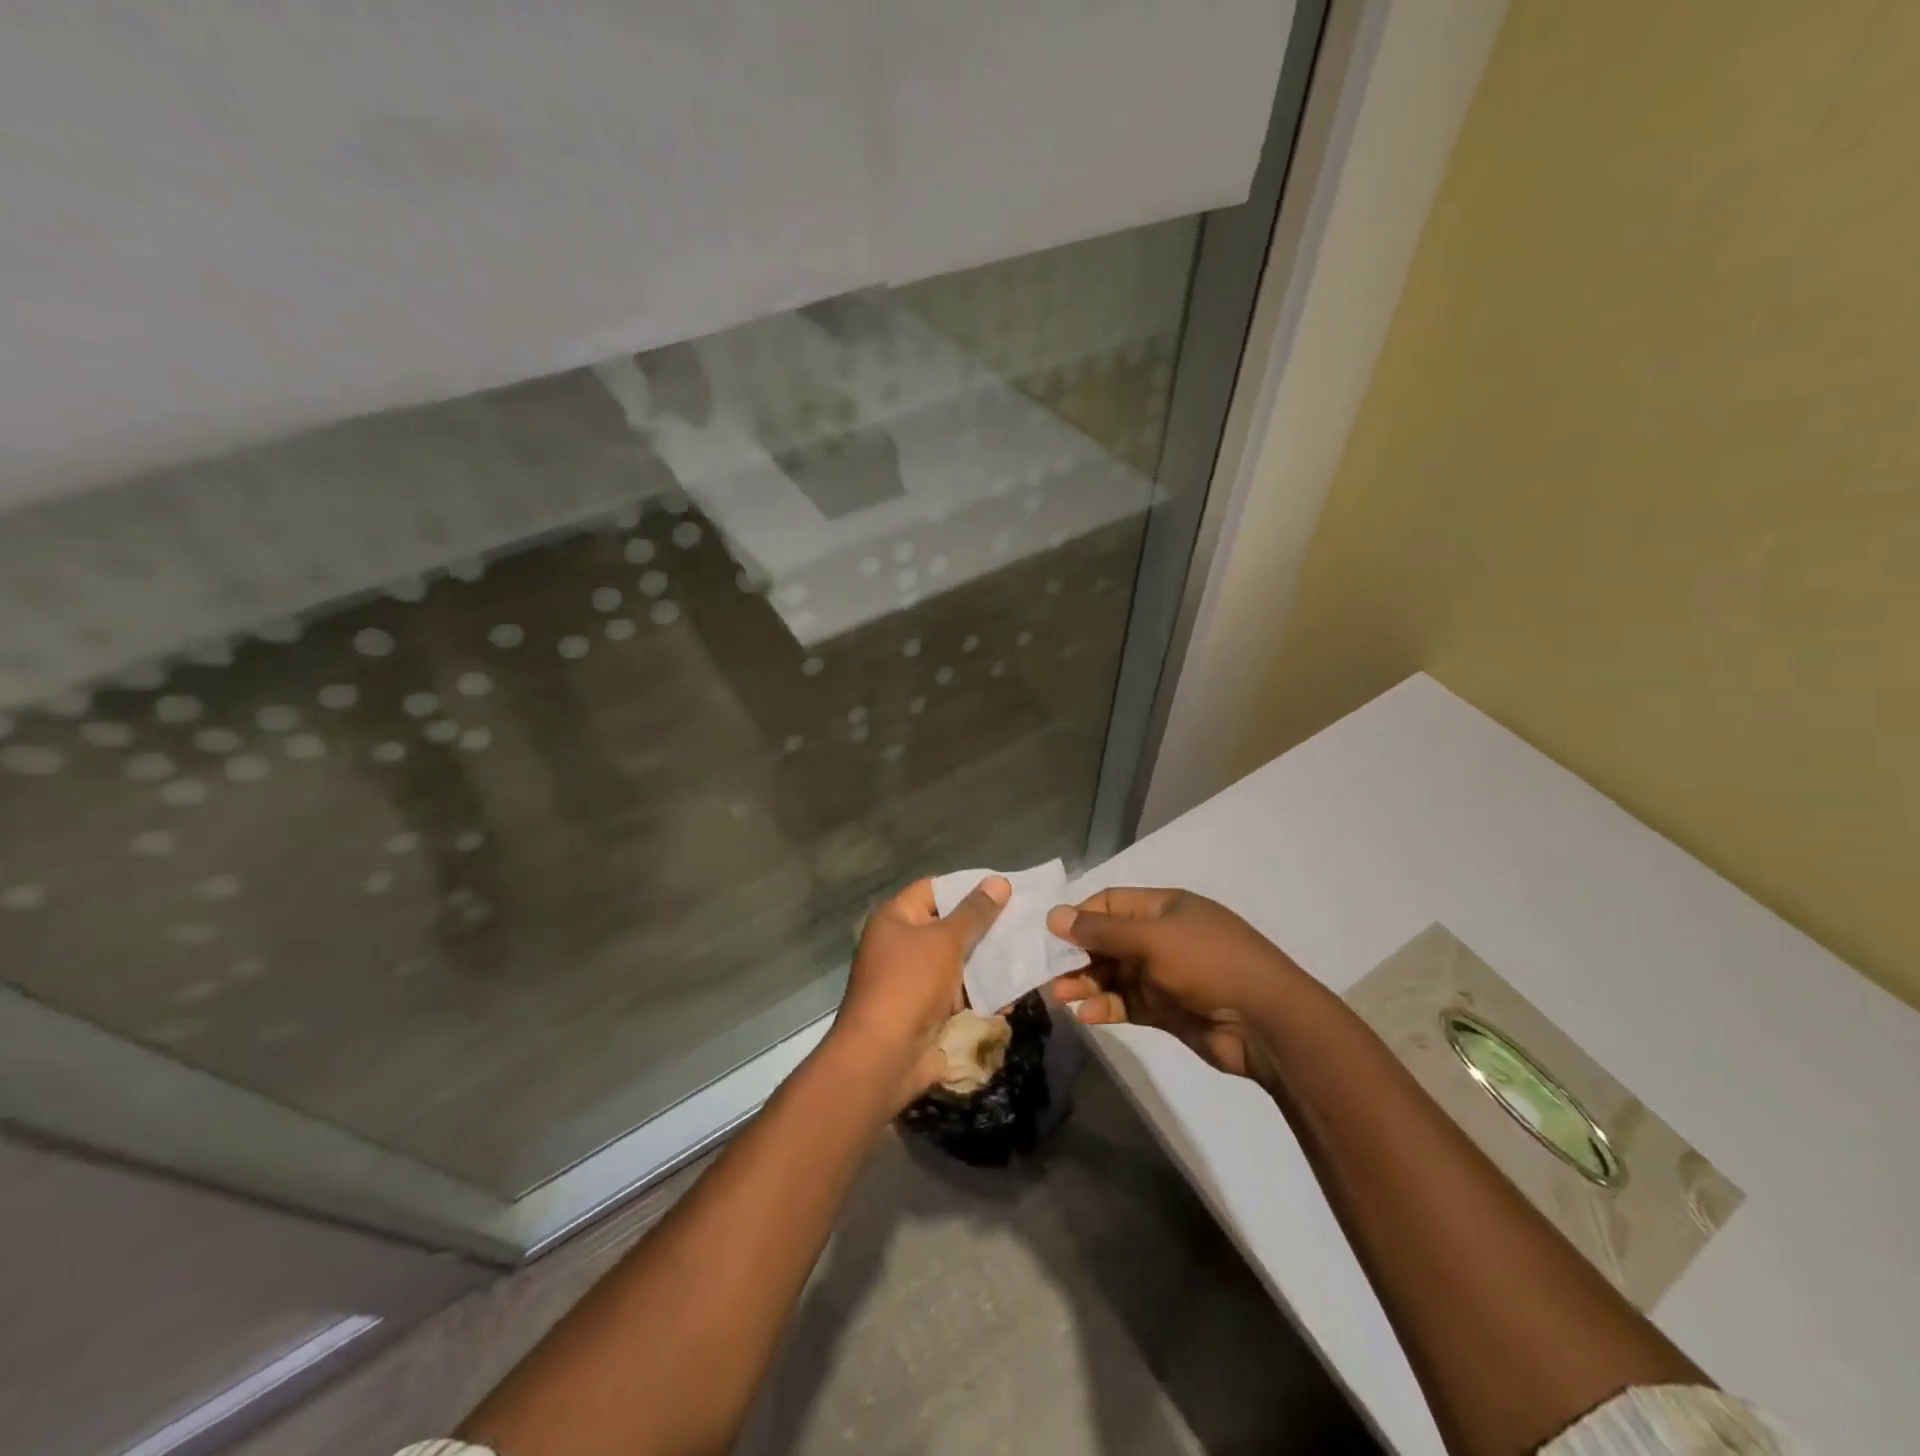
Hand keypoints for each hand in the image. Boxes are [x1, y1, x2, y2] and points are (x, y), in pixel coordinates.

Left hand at [828, 875, 1009, 1108]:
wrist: (883, 1058)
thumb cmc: (910, 985)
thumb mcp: (945, 942)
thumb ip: (974, 913)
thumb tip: (999, 881)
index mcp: (896, 918)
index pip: (934, 889)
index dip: (967, 887)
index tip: (1005, 889)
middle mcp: (902, 944)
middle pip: (949, 926)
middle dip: (986, 927)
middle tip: (1026, 922)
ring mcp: (915, 979)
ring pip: (959, 961)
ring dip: (989, 962)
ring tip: (1029, 954)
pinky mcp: (928, 1010)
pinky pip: (960, 992)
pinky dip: (983, 992)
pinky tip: (1015, 993)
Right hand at [1045, 887, 1299, 1080]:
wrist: (1266, 1022)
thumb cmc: (1209, 963)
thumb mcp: (1153, 939)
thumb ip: (1103, 930)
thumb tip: (1055, 915)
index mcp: (1163, 908)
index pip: (1111, 903)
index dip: (1081, 915)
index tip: (1051, 934)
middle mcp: (1161, 937)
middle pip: (1108, 941)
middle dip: (1077, 955)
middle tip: (1046, 972)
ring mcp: (1164, 974)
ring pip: (1113, 974)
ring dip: (1086, 984)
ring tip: (1058, 997)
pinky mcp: (1166, 1009)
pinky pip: (1127, 1003)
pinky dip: (1106, 1008)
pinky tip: (1086, 1016)